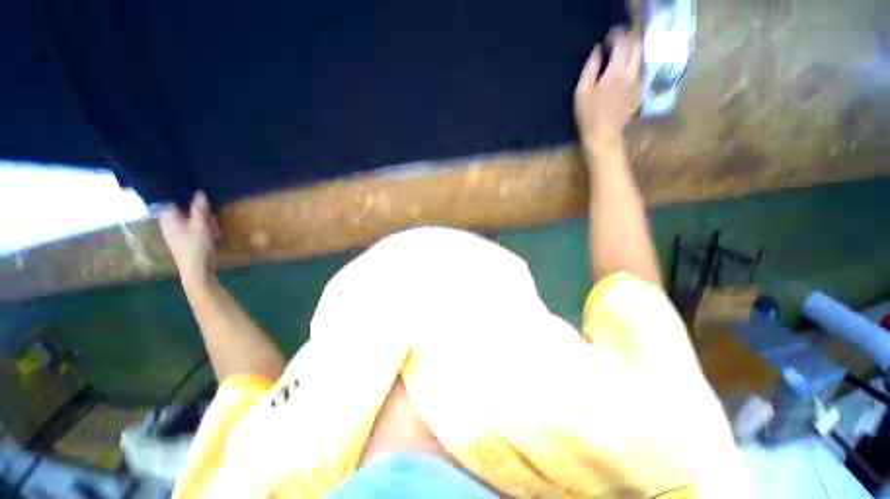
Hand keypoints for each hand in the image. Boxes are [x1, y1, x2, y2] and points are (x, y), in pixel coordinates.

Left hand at [160, 192, 217, 282]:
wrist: (195, 269)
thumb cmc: (196, 245)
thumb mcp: (201, 224)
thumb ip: (199, 208)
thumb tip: (199, 191)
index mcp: (168, 216)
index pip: (171, 198)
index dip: (181, 193)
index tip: (194, 188)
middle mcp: (166, 222)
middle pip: (178, 208)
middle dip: (192, 205)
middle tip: (207, 204)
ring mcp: (172, 232)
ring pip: (184, 218)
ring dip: (196, 216)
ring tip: (210, 216)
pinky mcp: (179, 240)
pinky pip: (187, 226)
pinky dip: (196, 224)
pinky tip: (208, 228)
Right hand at [574, 28, 642, 147]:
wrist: (603, 136)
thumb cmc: (588, 116)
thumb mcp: (581, 92)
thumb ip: (590, 68)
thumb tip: (598, 50)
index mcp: (616, 72)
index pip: (622, 43)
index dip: (616, 35)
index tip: (608, 37)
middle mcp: (632, 73)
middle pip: (637, 46)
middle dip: (628, 39)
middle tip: (616, 42)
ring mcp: (639, 83)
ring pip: (641, 57)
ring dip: (633, 51)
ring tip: (621, 54)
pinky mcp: (640, 92)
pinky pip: (641, 71)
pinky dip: (634, 64)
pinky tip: (625, 70)